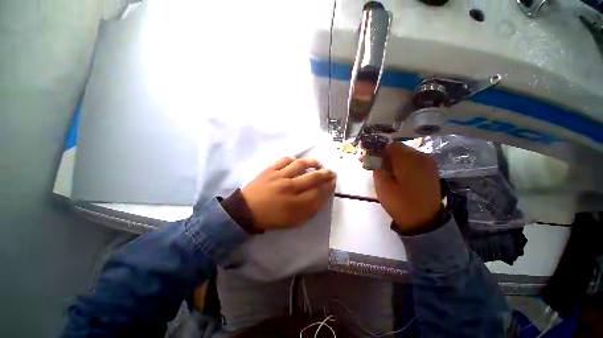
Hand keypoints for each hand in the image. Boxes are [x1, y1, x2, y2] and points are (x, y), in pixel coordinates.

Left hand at [242, 157, 335, 229]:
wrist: (247, 211)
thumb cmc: (272, 218)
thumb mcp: (293, 221)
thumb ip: (309, 210)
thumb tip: (323, 198)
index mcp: (295, 204)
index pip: (318, 193)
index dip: (328, 187)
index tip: (333, 183)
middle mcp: (289, 188)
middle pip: (313, 178)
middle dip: (326, 174)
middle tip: (332, 172)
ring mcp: (279, 176)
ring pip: (300, 165)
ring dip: (313, 162)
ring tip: (319, 163)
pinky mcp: (270, 169)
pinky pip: (285, 160)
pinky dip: (294, 159)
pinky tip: (299, 162)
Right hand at [373, 143, 441, 234]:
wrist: (425, 221)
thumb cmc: (400, 203)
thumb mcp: (382, 185)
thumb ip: (375, 165)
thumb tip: (370, 153)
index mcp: (408, 159)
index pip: (389, 145)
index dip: (376, 149)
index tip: (367, 157)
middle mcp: (420, 156)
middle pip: (397, 149)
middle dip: (383, 155)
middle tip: (372, 165)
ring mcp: (428, 163)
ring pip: (405, 154)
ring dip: (392, 159)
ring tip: (382, 171)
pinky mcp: (430, 170)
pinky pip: (412, 161)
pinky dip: (402, 164)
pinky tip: (396, 174)